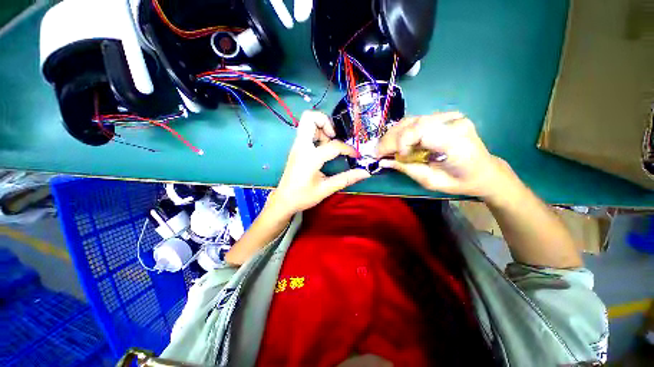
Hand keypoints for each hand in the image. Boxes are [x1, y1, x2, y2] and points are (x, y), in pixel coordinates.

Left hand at [270, 110, 370, 215]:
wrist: (284, 200)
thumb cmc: (303, 196)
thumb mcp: (326, 189)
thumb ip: (346, 179)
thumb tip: (365, 173)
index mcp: (310, 157)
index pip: (333, 145)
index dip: (348, 149)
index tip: (355, 156)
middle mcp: (301, 146)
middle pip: (310, 117)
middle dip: (326, 122)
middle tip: (335, 138)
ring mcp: (297, 146)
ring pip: (307, 122)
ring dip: (321, 128)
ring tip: (329, 144)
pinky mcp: (296, 148)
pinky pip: (306, 132)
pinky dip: (317, 134)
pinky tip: (323, 148)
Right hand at [376, 112, 513, 198]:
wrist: (484, 171)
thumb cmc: (460, 181)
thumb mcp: (431, 181)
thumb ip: (407, 169)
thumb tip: (383, 162)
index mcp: (456, 140)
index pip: (421, 130)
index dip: (401, 142)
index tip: (392, 157)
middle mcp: (453, 122)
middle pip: (413, 123)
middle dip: (391, 139)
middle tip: (378, 153)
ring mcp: (450, 116)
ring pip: (412, 119)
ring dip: (394, 134)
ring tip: (385, 148)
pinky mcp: (445, 116)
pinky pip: (416, 120)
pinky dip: (402, 131)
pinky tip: (397, 142)